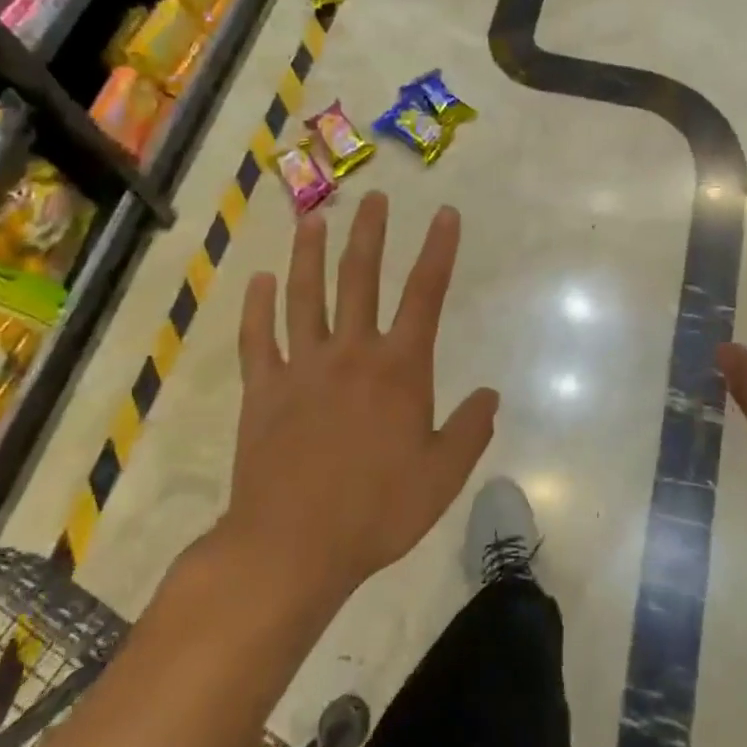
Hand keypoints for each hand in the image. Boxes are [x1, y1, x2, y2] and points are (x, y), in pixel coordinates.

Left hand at [214, 193, 498, 602]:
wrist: (292, 547)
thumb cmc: (376, 511)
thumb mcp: (442, 476)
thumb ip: (470, 430)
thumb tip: (491, 394)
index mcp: (399, 368)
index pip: (425, 294)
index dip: (439, 250)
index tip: (445, 214)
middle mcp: (351, 353)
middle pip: (361, 279)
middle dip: (370, 235)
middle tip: (374, 198)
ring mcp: (302, 367)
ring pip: (304, 295)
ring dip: (309, 254)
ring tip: (314, 220)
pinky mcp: (263, 390)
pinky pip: (257, 338)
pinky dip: (256, 307)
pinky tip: (258, 280)